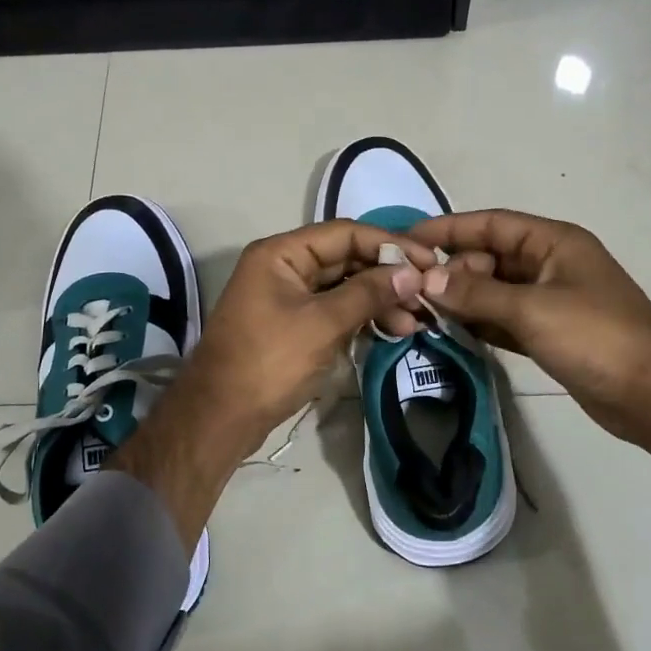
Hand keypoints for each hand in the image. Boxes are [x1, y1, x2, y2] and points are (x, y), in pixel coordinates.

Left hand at [111, 220, 431, 550]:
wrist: (221, 416)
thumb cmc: (270, 362)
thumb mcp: (323, 324)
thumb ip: (368, 293)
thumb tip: (412, 273)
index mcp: (282, 253)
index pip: (345, 234)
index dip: (390, 244)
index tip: (429, 262)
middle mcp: (284, 267)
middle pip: (346, 258)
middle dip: (387, 276)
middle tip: (427, 295)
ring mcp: (288, 297)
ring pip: (343, 287)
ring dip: (379, 300)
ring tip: (415, 322)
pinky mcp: (294, 325)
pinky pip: (335, 310)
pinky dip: (362, 318)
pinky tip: (392, 330)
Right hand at [409, 209, 650, 543]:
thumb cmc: (596, 338)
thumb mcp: (532, 310)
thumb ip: (476, 294)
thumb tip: (425, 280)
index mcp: (553, 243)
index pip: (492, 224)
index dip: (449, 228)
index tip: (408, 238)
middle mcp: (550, 265)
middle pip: (490, 257)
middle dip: (453, 270)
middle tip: (415, 291)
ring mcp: (551, 300)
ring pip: (494, 290)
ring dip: (462, 298)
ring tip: (422, 310)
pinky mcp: (549, 333)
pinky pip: (504, 318)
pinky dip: (480, 322)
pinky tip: (451, 329)